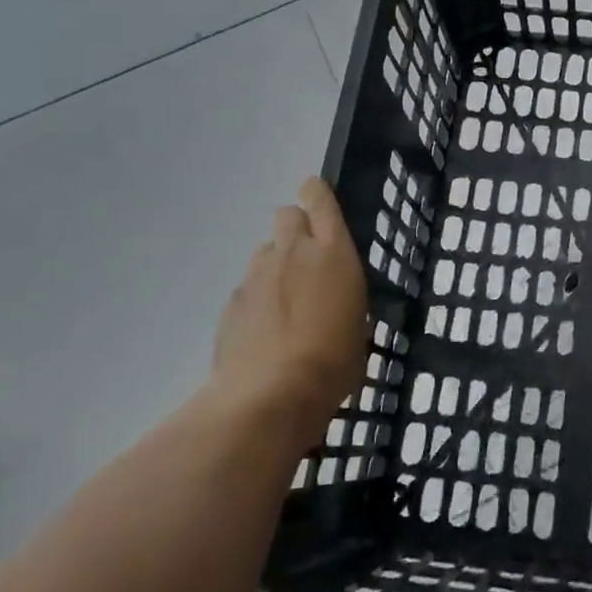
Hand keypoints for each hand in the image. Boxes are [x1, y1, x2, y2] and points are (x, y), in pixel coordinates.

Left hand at [211, 177, 368, 445]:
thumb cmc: (333, 362)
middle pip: (286, 215)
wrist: (268, 398)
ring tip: (287, 302)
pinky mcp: (231, 305)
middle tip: (308, 257)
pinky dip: (257, 299)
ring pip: (265, 251)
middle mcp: (291, 253)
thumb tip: (336, 300)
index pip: (319, 199)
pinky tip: (265, 331)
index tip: (317, 196)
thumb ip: (344, 299)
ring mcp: (256, 277)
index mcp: (332, 252)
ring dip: (277, 264)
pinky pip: (248, 288)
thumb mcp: (359, 326)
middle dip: (296, 226)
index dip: (316, 193)